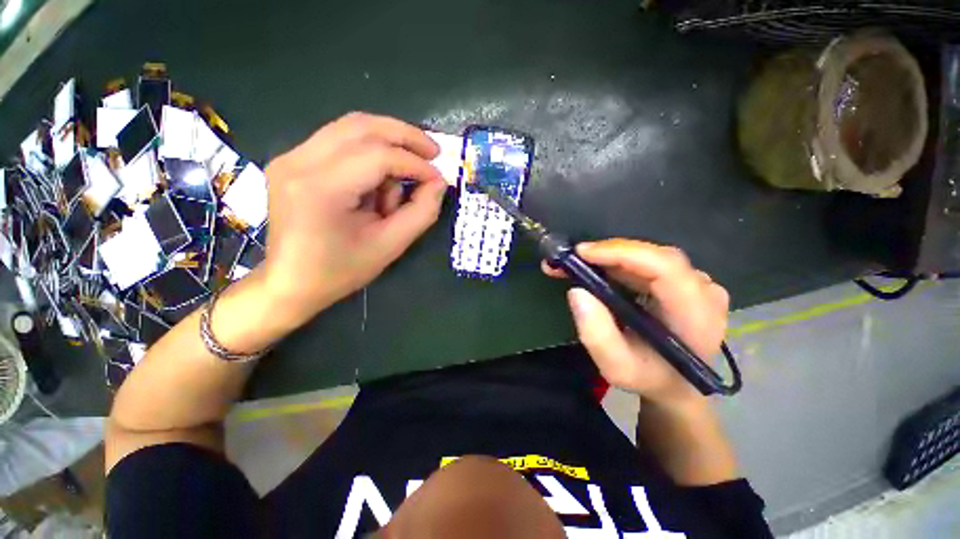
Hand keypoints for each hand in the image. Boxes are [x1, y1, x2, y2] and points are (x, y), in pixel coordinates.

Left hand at [261, 112, 446, 327]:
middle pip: (361, 126)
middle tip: (433, 151)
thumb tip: (439, 183)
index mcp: (320, 189)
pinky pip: (339, 140)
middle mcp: (298, 162)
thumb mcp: (391, 246)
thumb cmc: (341, 270)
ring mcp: (290, 157)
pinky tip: (381, 175)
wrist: (290, 282)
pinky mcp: (292, 160)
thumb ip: (421, 212)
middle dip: (405, 136)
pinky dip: (369, 151)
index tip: (438, 179)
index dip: (415, 164)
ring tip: (409, 169)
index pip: (378, 156)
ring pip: (350, 127)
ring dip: (388, 142)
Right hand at [543, 239, 728, 405]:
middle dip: (607, 253)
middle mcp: (703, 291)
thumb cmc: (649, 379)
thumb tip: (577, 291)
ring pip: (647, 256)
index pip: (664, 267)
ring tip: (575, 264)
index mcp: (696, 315)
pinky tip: (595, 267)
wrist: (676, 384)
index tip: (581, 254)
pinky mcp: (682, 280)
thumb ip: (597, 335)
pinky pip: (646, 262)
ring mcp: (695, 283)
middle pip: (653, 256)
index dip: (622, 253)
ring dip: (608, 256)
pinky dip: (616, 261)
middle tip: (570, 258)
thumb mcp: (617, 368)